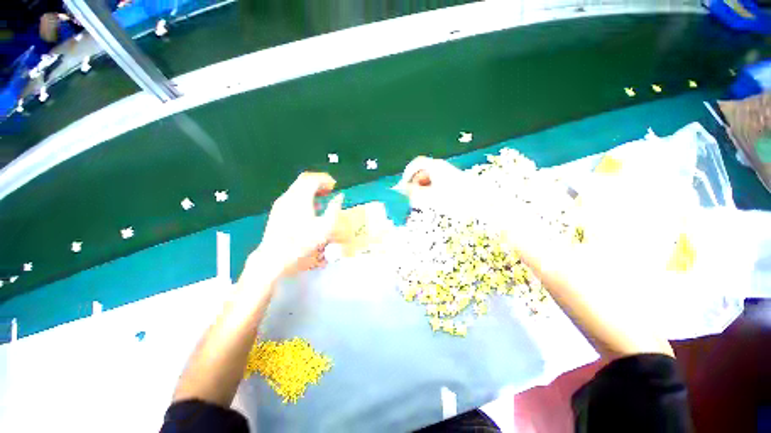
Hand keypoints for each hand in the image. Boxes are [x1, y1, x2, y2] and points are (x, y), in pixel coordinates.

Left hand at [250, 173, 343, 278]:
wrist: (275, 256)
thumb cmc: (303, 242)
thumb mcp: (325, 227)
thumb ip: (334, 209)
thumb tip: (339, 197)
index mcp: (301, 198)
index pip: (312, 179)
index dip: (325, 179)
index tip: (334, 186)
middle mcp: (289, 196)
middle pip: (303, 180)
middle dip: (318, 182)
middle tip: (329, 190)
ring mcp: (281, 203)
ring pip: (297, 187)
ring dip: (311, 189)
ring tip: (322, 198)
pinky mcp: (277, 210)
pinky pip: (292, 196)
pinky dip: (303, 196)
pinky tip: (310, 208)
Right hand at [395, 156, 546, 245]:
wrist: (483, 203)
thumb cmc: (455, 200)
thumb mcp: (431, 197)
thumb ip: (415, 193)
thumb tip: (404, 189)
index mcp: (436, 167)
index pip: (416, 163)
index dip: (407, 173)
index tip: (403, 186)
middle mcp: (442, 167)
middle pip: (423, 171)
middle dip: (416, 182)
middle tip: (414, 196)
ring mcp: (449, 174)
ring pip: (431, 178)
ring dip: (424, 187)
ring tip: (424, 200)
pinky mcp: (455, 181)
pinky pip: (438, 183)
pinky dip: (433, 190)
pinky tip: (435, 200)